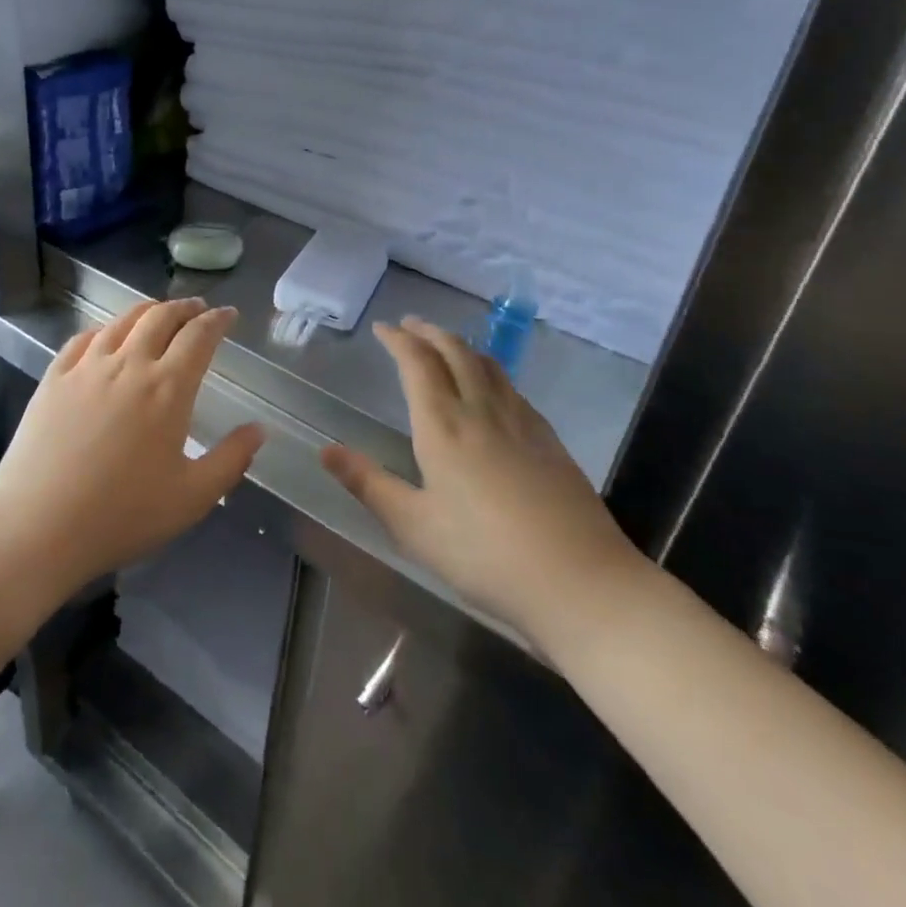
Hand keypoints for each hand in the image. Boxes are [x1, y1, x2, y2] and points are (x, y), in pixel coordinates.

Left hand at [0, 298, 264, 595]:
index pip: (199, 337)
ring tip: (158, 313)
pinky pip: (83, 338)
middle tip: (198, 308)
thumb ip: (231, 460)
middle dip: (184, 307)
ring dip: (147, 311)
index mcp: (168, 389)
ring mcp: (86, 368)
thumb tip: (259, 429)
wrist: (37, 525)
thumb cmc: (122, 515)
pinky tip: (106, 337)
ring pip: (122, 322)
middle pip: (160, 317)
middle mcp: (128, 365)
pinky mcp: (53, 378)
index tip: (228, 314)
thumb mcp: (192, 498)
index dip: (217, 320)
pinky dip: (104, 329)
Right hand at [321, 318, 645, 651]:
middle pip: (455, 352)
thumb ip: (368, 484)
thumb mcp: (413, 526)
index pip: (417, 364)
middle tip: (410, 324)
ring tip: (445, 345)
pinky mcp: (549, 440)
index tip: (382, 328)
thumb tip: (324, 451)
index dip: (398, 340)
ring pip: (488, 365)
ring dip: (460, 346)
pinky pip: (511, 387)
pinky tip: (491, 389)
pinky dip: (489, 370)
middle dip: (429, 332)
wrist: (581, 581)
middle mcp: (481, 411)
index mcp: (443, 426)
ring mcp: (522, 423)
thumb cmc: (484, 556)